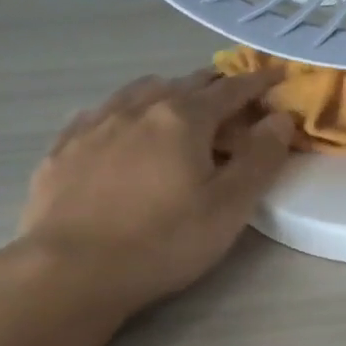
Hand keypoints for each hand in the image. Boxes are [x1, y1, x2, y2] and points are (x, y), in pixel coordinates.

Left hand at [15, 68, 293, 315]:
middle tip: (233, 97)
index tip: (277, 75)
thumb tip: (281, 117)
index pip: (231, 90)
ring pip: (139, 91)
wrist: (72, 270)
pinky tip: (122, 128)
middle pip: (184, 83)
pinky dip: (126, 112)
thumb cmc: (164, 241)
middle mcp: (139, 108)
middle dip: (214, 85)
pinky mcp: (64, 147)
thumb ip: (261, 158)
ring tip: (179, 106)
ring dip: (168, 92)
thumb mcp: (230, 207)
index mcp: (184, 119)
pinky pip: (102, 112)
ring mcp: (95, 124)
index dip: (258, 82)